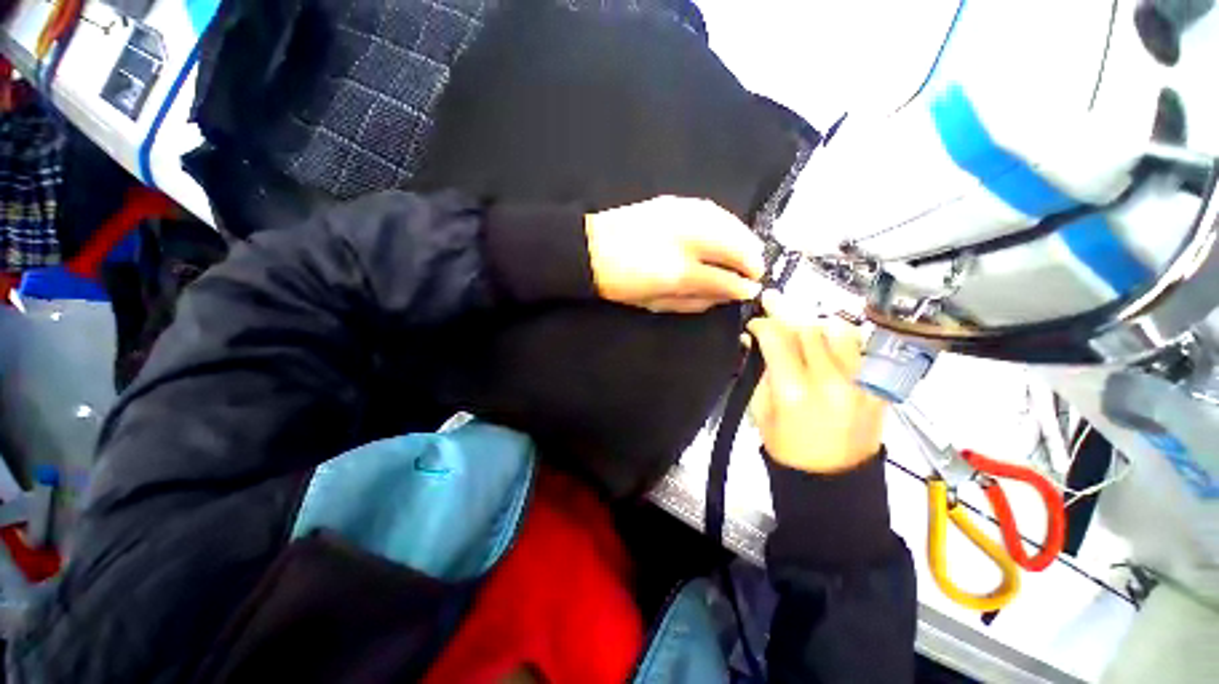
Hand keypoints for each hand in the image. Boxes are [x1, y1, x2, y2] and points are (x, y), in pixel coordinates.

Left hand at [585, 196, 763, 312]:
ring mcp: (682, 212)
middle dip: (751, 258)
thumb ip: (699, 297)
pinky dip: (725, 223)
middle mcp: (688, 234)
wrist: (588, 250)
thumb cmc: (622, 283)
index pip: (727, 275)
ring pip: (728, 222)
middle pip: (735, 242)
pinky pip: (712, 210)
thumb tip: (733, 294)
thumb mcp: (658, 300)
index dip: (744, 283)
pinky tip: (726, 233)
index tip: (753, 290)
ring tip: (746, 253)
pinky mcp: (673, 201)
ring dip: (742, 239)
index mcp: (680, 268)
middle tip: (754, 272)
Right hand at [747, 291, 885, 473]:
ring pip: (840, 330)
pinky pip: (862, 347)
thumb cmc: (786, 448)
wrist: (832, 479)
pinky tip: (828, 341)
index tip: (755, 321)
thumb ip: (760, 370)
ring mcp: (862, 383)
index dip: (763, 323)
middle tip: (773, 305)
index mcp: (794, 392)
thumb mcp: (760, 409)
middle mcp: (831, 382)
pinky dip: (842, 338)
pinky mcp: (880, 387)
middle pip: (809, 328)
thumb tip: (756, 339)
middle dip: (787, 313)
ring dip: (816, 323)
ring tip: (803, 326)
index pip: (778, 338)